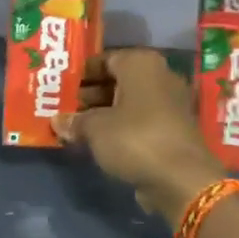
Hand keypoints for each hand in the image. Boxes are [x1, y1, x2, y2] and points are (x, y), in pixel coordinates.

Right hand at [54, 48, 224, 222]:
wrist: (180, 178)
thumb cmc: (134, 139)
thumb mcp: (95, 129)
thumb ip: (75, 121)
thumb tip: (57, 121)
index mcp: (141, 64)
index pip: (104, 59)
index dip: (81, 73)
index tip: (60, 87)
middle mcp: (159, 76)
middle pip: (117, 81)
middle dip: (89, 95)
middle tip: (63, 108)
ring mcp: (170, 104)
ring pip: (128, 103)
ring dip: (103, 113)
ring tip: (74, 127)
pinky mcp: (173, 129)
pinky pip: (139, 122)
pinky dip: (120, 128)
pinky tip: (98, 142)